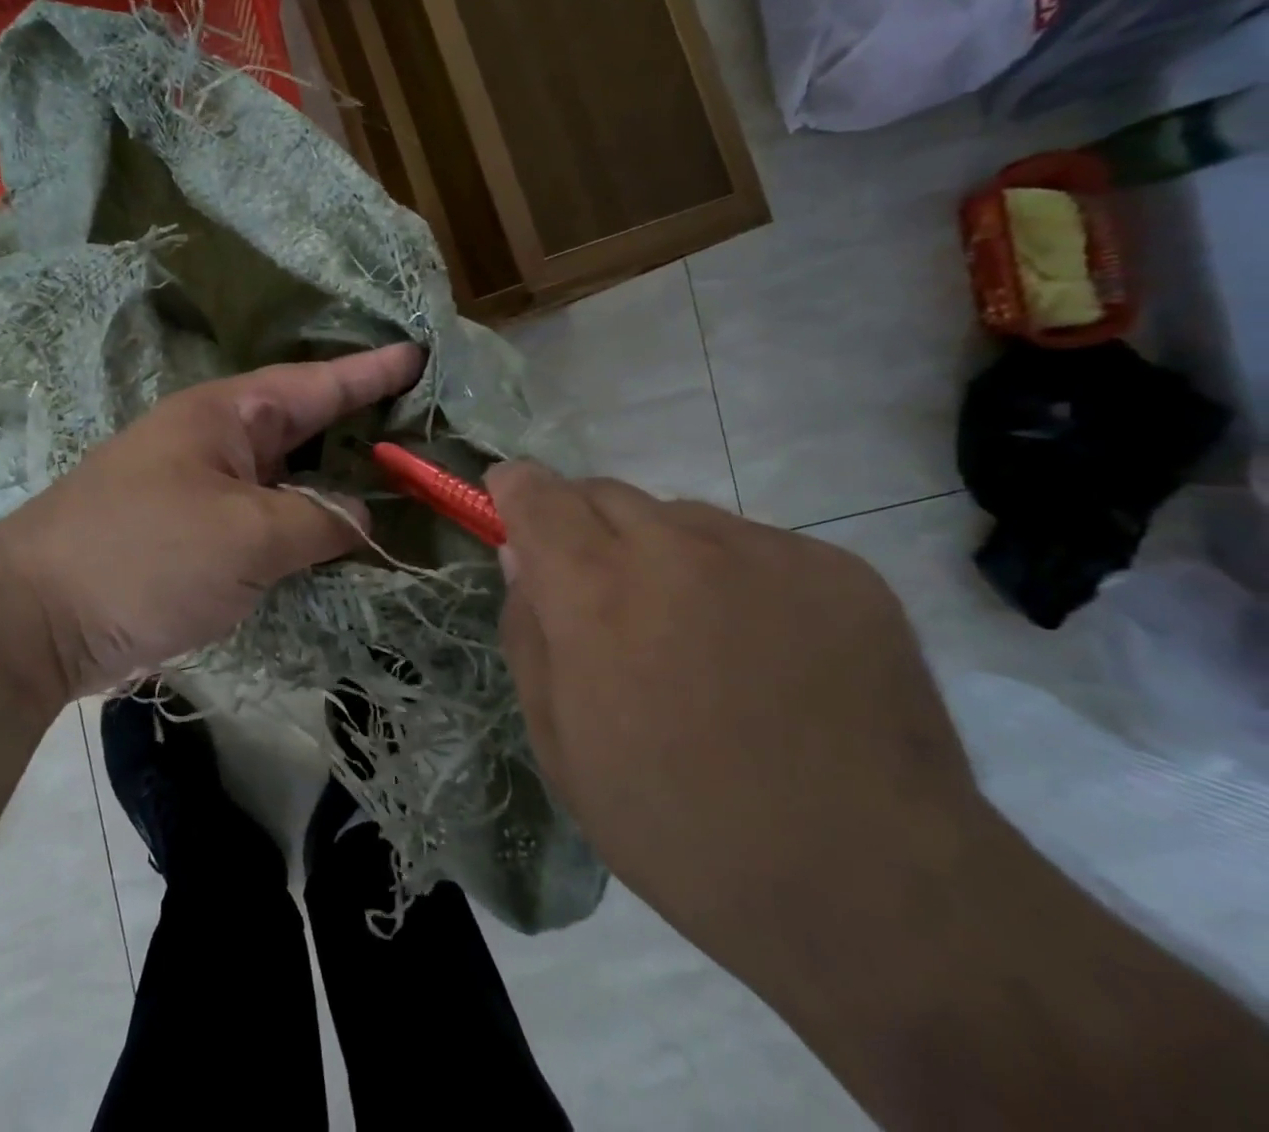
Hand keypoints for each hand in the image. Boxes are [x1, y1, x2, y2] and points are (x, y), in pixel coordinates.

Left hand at [0, 343, 424, 699]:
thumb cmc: (146, 556)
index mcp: (226, 415)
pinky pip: (263, 517)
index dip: (371, 371)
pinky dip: (301, 524)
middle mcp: (214, 441)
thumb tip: (360, 518)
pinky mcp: (190, 534)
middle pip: (303, 426)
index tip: (419, 354)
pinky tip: (334, 538)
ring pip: (285, 476)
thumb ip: (318, 521)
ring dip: (333, 481)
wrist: (35, 620)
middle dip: (360, 426)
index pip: (316, 384)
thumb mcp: (248, 536)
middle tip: (421, 426)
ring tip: (394, 482)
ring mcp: (199, 488)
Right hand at [486, 463, 985, 969]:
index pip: (538, 494)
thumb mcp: (562, 748)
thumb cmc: (681, 831)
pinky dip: (737, 577)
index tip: (511, 502)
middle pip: (604, 493)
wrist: (875, 895)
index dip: (516, 490)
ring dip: (662, 554)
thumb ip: (529, 635)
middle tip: (603, 596)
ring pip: (681, 518)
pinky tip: (767, 652)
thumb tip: (522, 559)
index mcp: (596, 593)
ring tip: (695, 634)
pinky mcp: (839, 570)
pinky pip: (756, 546)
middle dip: (584, 527)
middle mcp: (676, 548)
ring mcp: (765, 551)